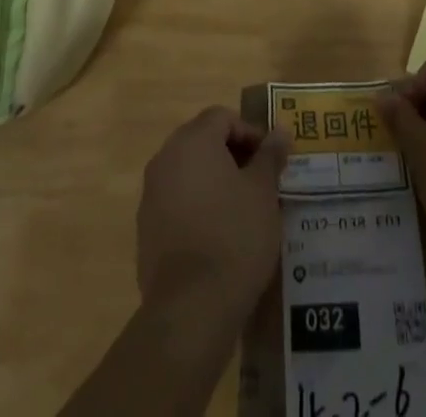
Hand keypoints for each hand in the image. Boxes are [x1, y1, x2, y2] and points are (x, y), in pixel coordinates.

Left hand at [136, 106, 289, 317]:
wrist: (191, 308)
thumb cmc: (235, 235)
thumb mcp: (263, 192)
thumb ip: (270, 156)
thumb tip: (280, 131)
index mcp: (193, 141)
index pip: (222, 117)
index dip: (250, 132)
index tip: (271, 159)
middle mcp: (165, 158)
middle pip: (202, 140)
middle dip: (232, 154)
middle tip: (259, 180)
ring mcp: (150, 195)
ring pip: (188, 172)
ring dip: (214, 180)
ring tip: (241, 208)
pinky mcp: (145, 230)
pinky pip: (176, 202)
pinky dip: (197, 206)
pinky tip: (218, 235)